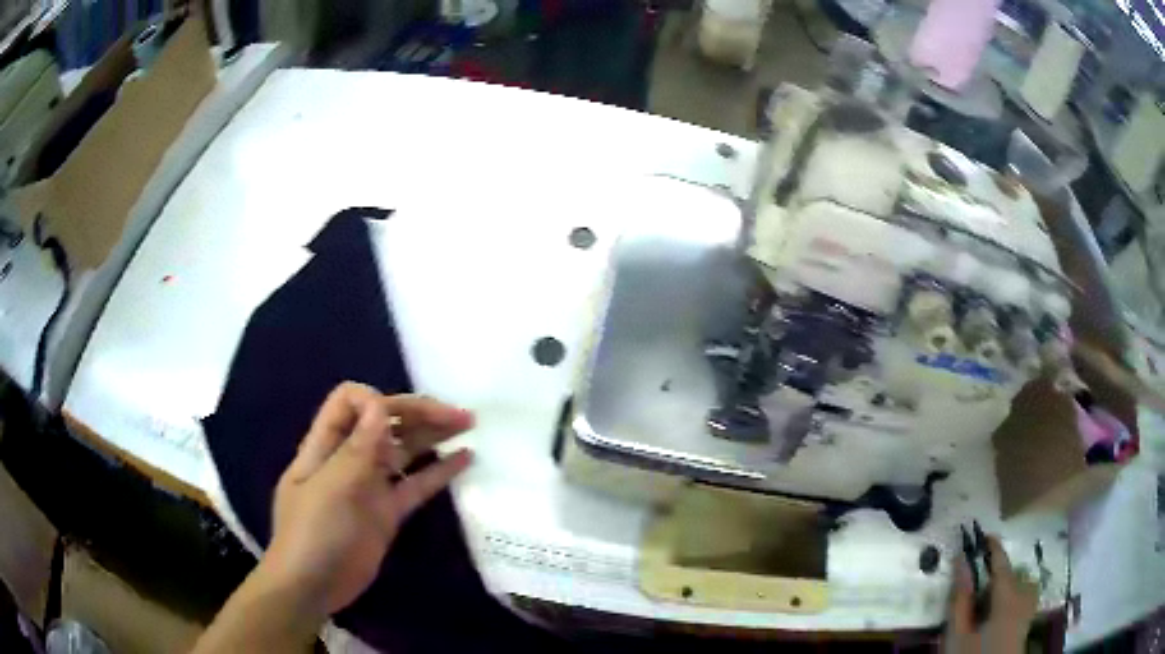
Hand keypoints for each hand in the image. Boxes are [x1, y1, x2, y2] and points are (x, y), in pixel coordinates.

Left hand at [260, 382, 474, 616]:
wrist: (313, 587)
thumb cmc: (312, 533)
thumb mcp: (331, 488)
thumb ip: (357, 448)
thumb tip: (380, 404)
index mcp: (326, 445)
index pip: (349, 402)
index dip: (374, 401)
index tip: (396, 418)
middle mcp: (349, 458)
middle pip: (384, 422)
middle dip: (418, 412)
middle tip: (459, 415)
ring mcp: (370, 486)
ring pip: (404, 450)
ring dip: (433, 435)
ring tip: (467, 424)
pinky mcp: (388, 512)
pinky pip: (416, 485)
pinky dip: (439, 471)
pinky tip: (465, 458)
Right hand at [944, 535, 1038, 653]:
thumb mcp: (958, 634)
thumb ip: (961, 598)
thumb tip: (961, 561)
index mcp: (1008, 597)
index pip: (1001, 563)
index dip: (993, 547)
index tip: (983, 534)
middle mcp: (1024, 596)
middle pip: (1012, 575)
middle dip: (995, 575)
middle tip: (975, 588)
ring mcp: (1029, 608)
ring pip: (1020, 585)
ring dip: (1005, 586)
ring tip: (987, 602)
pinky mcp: (1028, 621)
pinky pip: (1025, 597)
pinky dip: (1013, 596)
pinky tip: (999, 612)